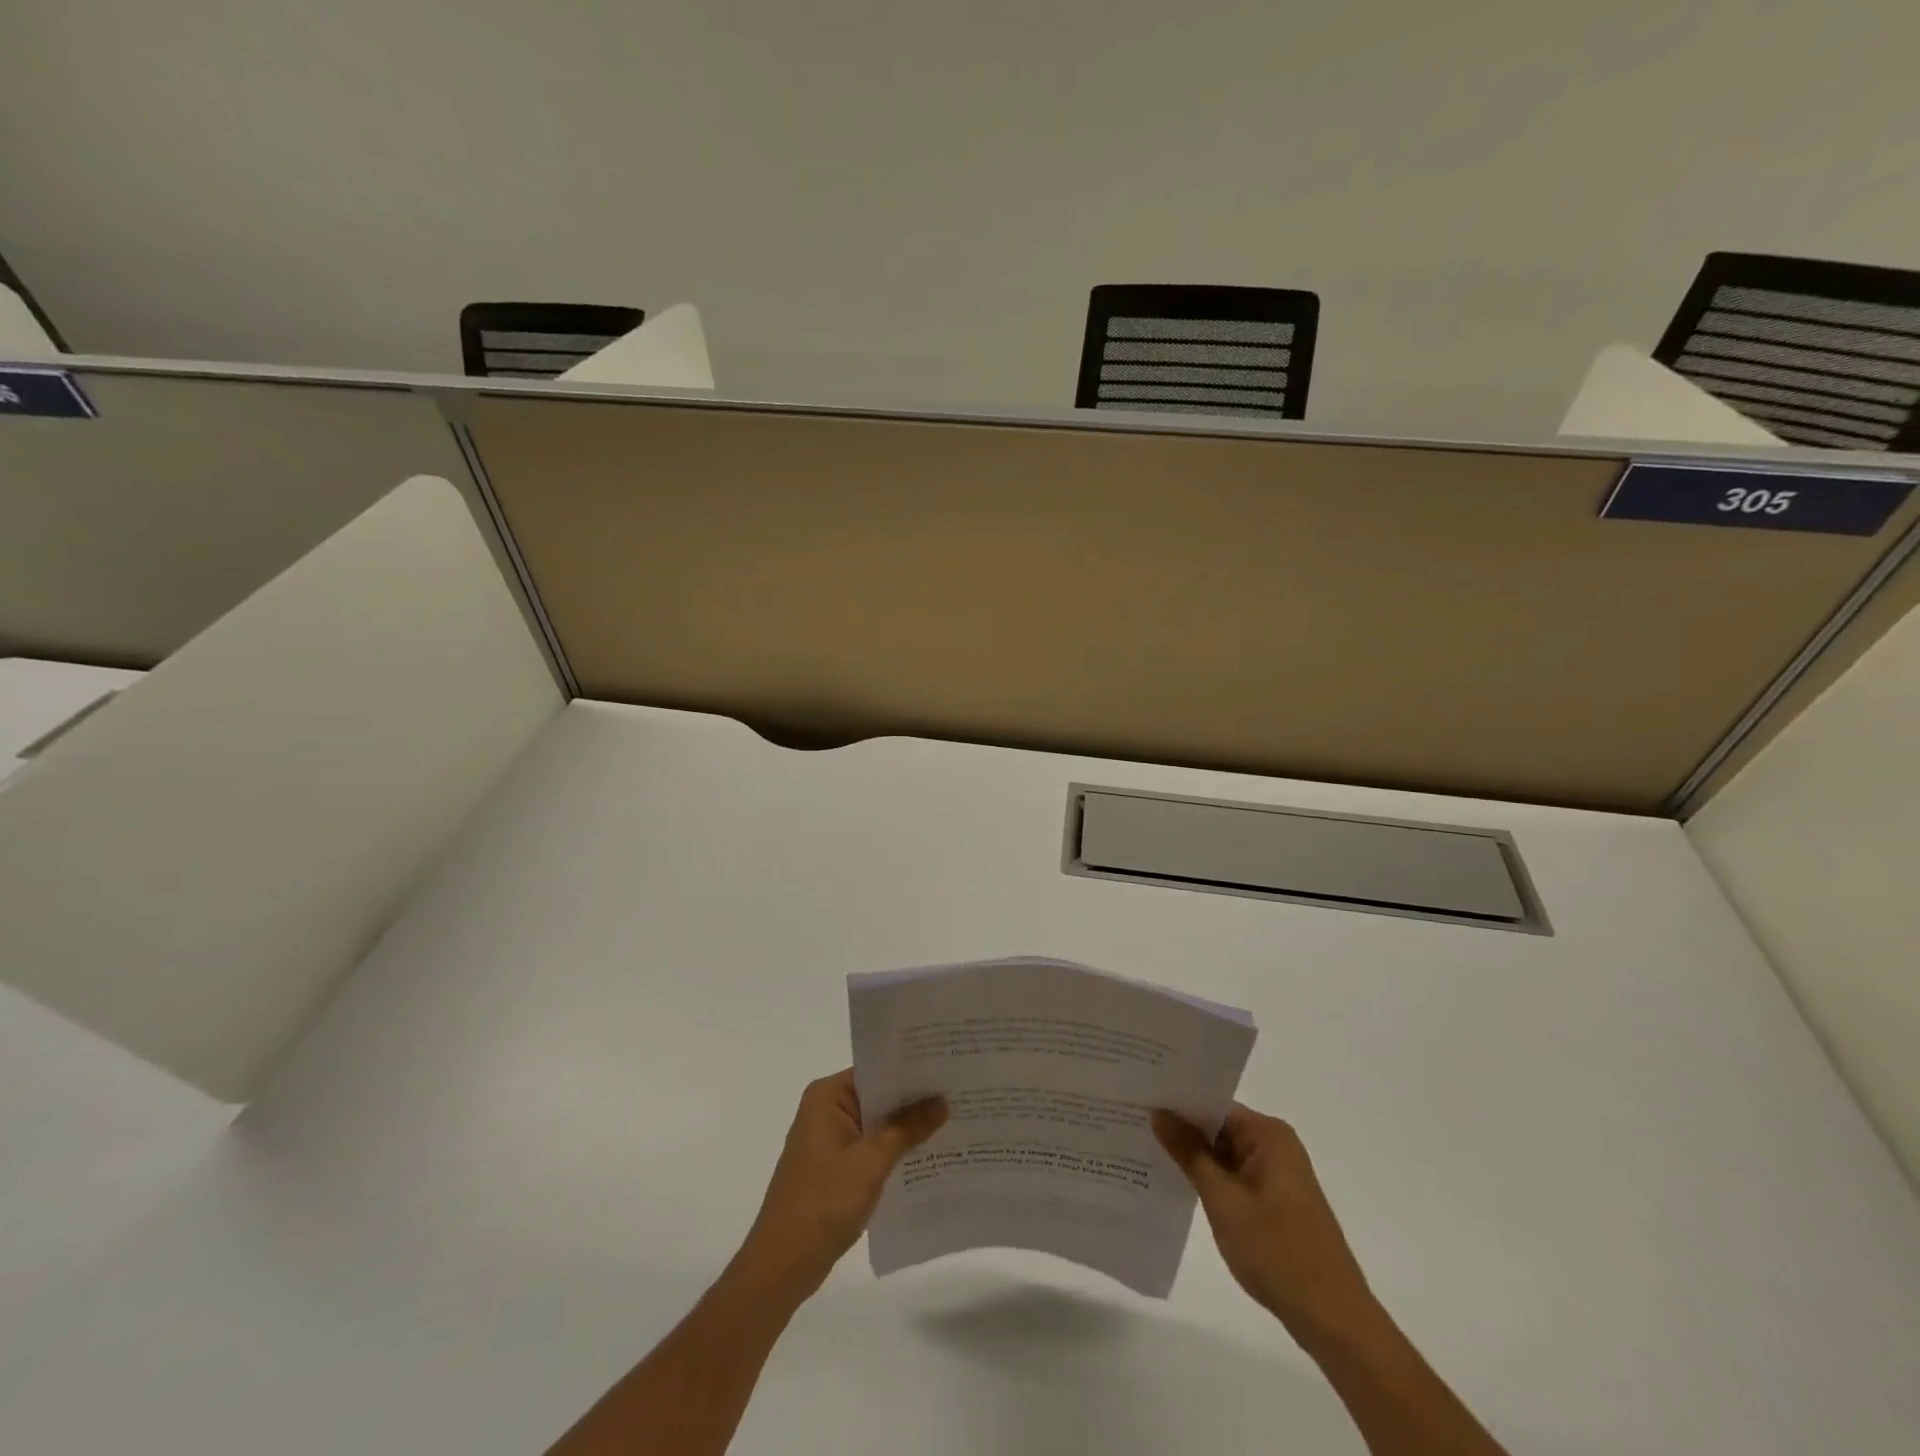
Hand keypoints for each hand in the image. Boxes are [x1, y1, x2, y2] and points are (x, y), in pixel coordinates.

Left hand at [736, 1070, 947, 1302]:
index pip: (876, 1071)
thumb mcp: (872, 1161)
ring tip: (952, 1119)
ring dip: (906, 1127)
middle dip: (914, 1099)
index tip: (946, 1067)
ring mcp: (829, 1141)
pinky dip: (894, 1150)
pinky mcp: (835, 1168)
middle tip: (958, 1092)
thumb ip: (908, 1128)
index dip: (910, 1070)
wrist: (783, 1264)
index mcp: (827, 1096)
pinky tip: (928, 1154)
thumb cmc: (824, 1201)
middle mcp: (826, 1110)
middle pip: (878, 1096)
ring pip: (877, 1124)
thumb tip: (943, 1101)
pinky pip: (871, 1147)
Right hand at [1153, 1104, 1376, 1340]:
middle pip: (1219, 1126)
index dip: (1177, 1104)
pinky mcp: (1277, 1199)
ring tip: (1147, 1150)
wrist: (1333, 1319)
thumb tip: (1158, 1112)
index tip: (1140, 1102)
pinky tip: (1179, 1184)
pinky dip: (1211, 1178)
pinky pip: (1235, 1175)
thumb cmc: (1276, 1252)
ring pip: (1225, 1152)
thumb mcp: (1223, 1199)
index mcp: (1268, 1134)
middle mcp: (1276, 1145)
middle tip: (1135, 1124)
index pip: (1213, 1104)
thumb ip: (1189, 1152)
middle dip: (1182, 1130)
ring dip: (1195, 1157)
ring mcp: (1278, 1174)